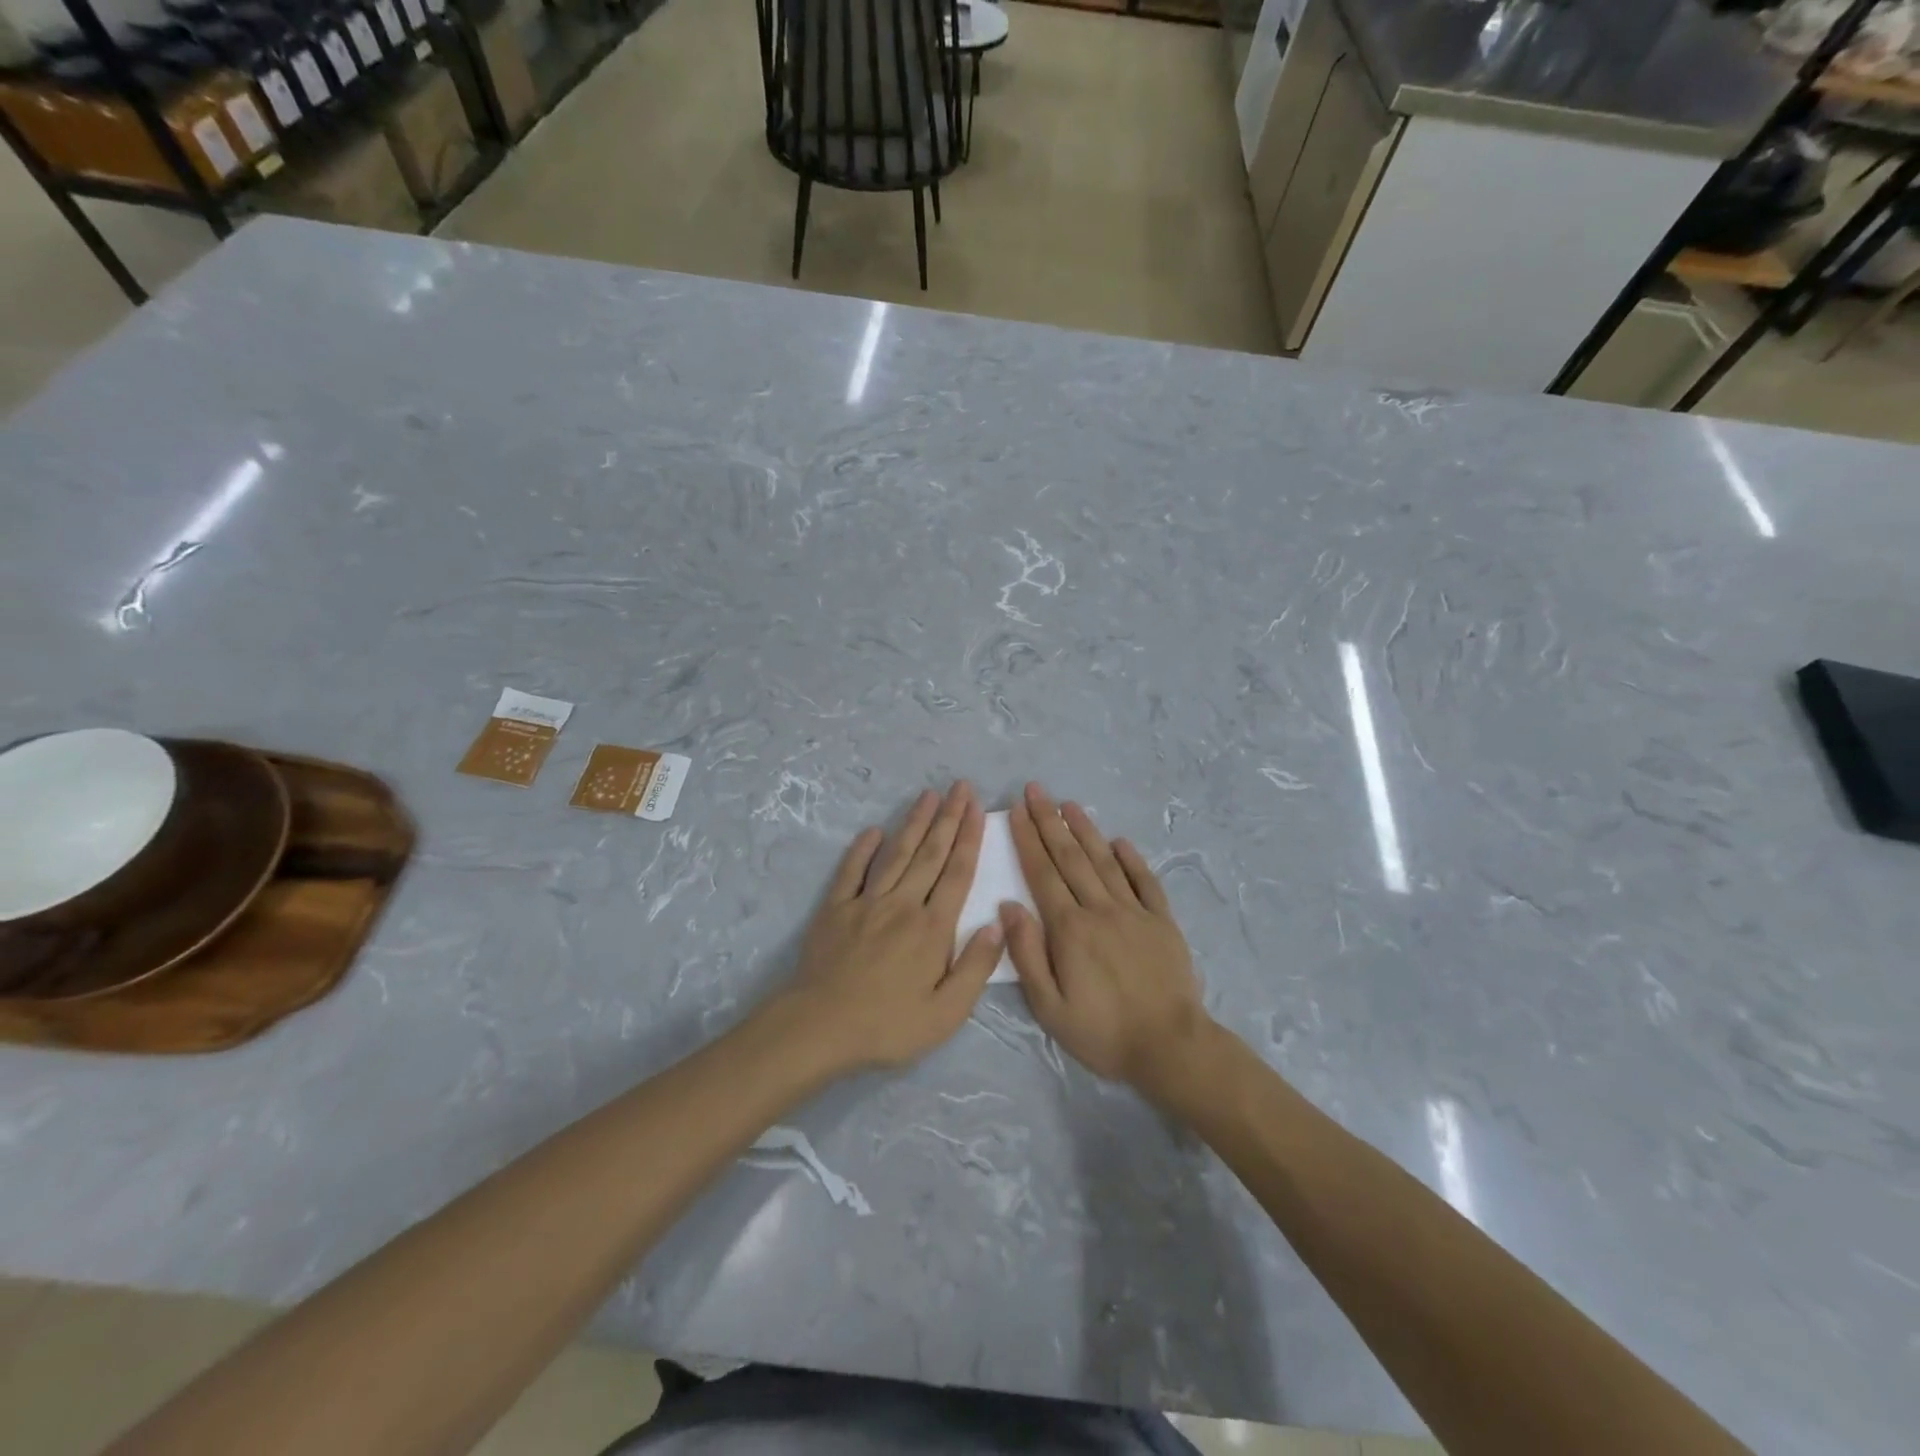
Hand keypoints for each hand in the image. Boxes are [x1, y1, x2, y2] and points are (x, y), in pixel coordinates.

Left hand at [782, 782, 1002, 1073]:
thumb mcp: (946, 1013)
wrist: (820, 1028)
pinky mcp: (835, 909)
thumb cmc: (888, 1026)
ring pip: (896, 854)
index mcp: (933, 928)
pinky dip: (862, 849)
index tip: (977, 807)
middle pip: (930, 854)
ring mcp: (866, 903)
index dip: (969, 837)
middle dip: (948, 817)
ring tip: (928, 795)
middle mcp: (903, 904)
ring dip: (914, 823)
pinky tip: (874, 831)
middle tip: (959, 786)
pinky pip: (851, 871)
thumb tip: (998, 924)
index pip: (958, 873)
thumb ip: (975, 967)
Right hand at [1000, 783, 1210, 1091]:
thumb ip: (1028, 954)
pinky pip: (1145, 881)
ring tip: (1068, 804)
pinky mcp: (1162, 921)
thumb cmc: (1102, 1032)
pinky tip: (1119, 841)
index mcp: (1070, 929)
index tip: (1015, 811)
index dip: (1027, 840)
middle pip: (1070, 858)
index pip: (1042, 874)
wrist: (1170, 1047)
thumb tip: (1009, 906)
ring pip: (1105, 861)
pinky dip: (1131, 858)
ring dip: (1085, 830)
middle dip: (1049, 821)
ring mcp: (1134, 912)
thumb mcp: (1050, 1007)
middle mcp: (1100, 909)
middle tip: (1036, 790)